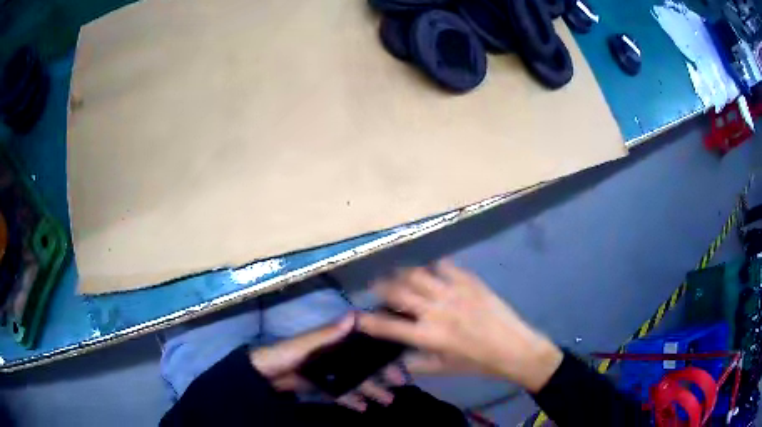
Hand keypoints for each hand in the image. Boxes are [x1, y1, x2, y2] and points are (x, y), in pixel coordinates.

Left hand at [249, 314, 405, 410]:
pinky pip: (341, 393)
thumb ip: (329, 334)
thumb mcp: (307, 344)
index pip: (363, 343)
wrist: (263, 376)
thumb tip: (355, 314)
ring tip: (387, 401)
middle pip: (363, 363)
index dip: (382, 350)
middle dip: (382, 374)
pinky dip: (352, 399)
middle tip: (401, 385)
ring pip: (355, 379)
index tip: (401, 360)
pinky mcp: (321, 385)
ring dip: (371, 389)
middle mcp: (334, 354)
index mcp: (332, 341)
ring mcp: (328, 371)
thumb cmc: (286, 356)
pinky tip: (364, 408)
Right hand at [357, 261, 562, 392]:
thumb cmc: (478, 363)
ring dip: (403, 273)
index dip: (369, 320)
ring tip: (397, 273)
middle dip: (381, 287)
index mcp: (429, 335)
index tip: (358, 315)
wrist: (514, 348)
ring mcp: (454, 292)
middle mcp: (437, 310)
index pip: (389, 326)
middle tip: (375, 285)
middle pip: (399, 291)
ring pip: (418, 274)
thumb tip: (398, 356)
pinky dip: (434, 266)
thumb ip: (417, 362)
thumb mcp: (444, 369)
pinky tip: (432, 269)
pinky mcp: (470, 282)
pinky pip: (446, 267)